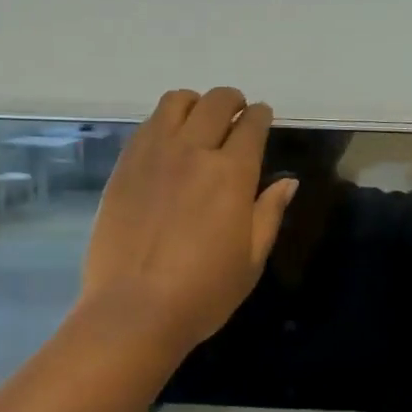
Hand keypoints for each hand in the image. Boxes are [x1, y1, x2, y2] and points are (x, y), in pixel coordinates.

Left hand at [80, 88, 297, 355]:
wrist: (134, 309)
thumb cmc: (203, 293)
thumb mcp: (251, 259)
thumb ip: (269, 213)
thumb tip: (288, 182)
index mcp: (231, 174)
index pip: (251, 125)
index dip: (260, 115)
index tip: (262, 117)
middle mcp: (192, 151)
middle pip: (215, 102)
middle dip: (231, 101)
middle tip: (235, 114)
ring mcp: (152, 155)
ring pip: (175, 103)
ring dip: (194, 104)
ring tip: (198, 121)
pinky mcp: (123, 167)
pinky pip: (146, 126)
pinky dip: (163, 122)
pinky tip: (166, 142)